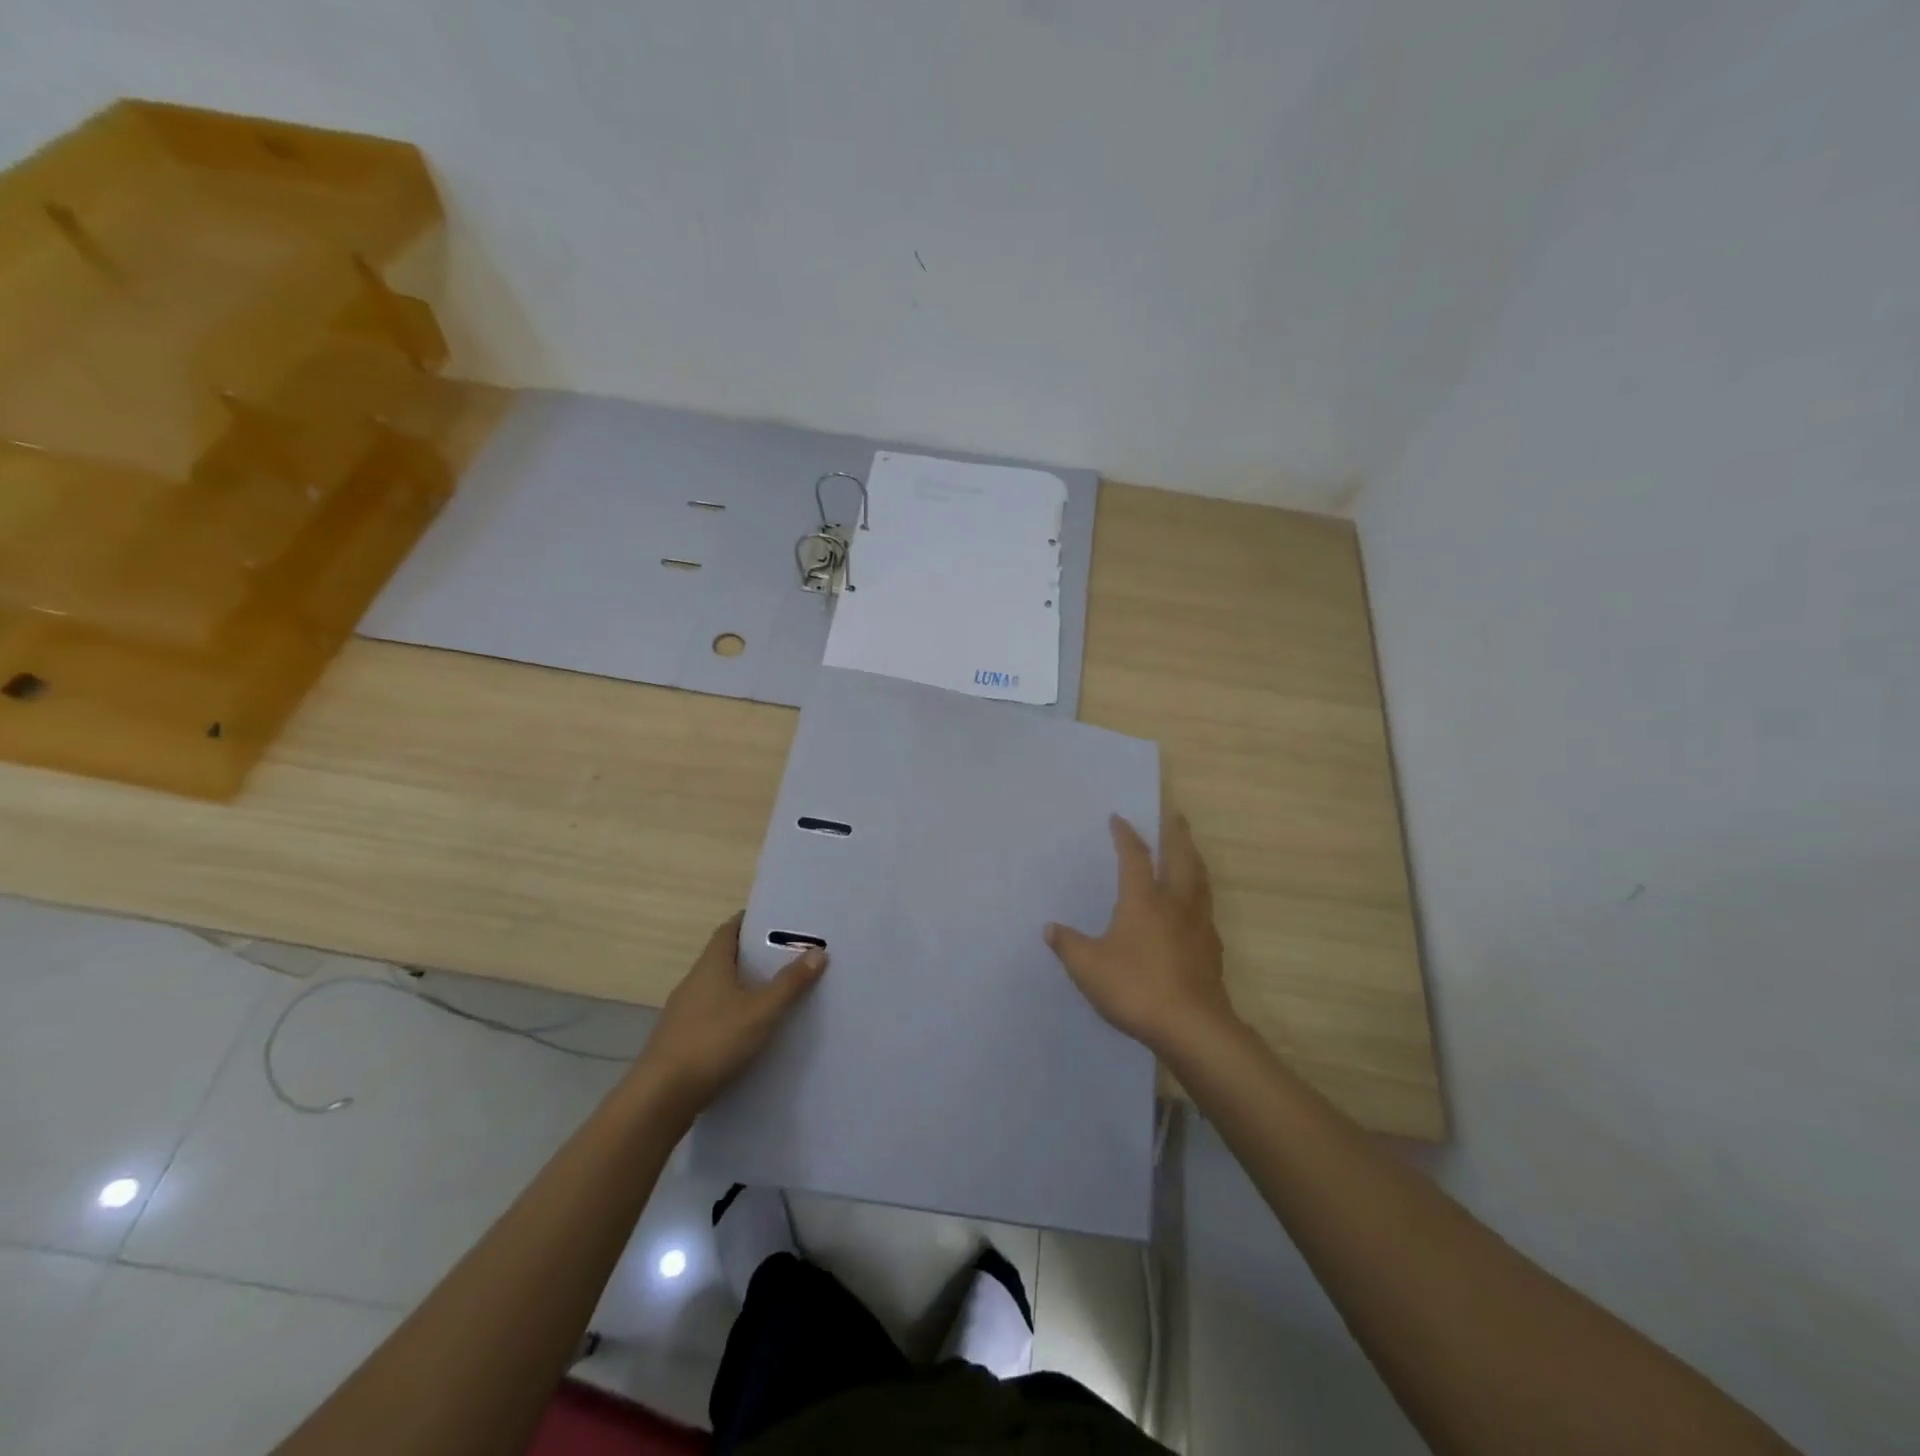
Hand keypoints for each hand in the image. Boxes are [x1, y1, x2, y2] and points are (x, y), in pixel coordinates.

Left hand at [632, 911, 826, 1116]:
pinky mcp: (680, 1040)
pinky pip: (712, 1015)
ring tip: (775, 994)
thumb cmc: (713, 1041)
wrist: (661, 1098)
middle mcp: (693, 982)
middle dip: (753, 956)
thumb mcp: (761, 1011)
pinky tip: (750, 1031)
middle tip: (788, 957)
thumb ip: (790, 983)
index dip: (750, 922)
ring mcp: (684, 1012)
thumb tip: (818, 952)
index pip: (729, 930)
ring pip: (718, 989)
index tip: (777, 921)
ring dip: (743, 988)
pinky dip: (732, 1014)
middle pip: (725, 958)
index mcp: (710, 965)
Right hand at [1045, 812, 1235, 1056]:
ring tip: (1189, 849)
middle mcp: (1174, 902)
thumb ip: (1069, 945)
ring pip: (1199, 879)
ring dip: (1193, 857)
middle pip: (1180, 857)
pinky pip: (1206, 906)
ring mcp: (1198, 924)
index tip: (1118, 818)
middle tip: (1174, 815)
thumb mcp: (1088, 968)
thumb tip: (1050, 928)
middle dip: (1175, 833)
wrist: (1192, 1027)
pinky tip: (1194, 904)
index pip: (1134, 856)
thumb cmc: (1135, 988)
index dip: (1125, 835)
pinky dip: (1199, 892)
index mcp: (1143, 900)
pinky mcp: (1211, 947)